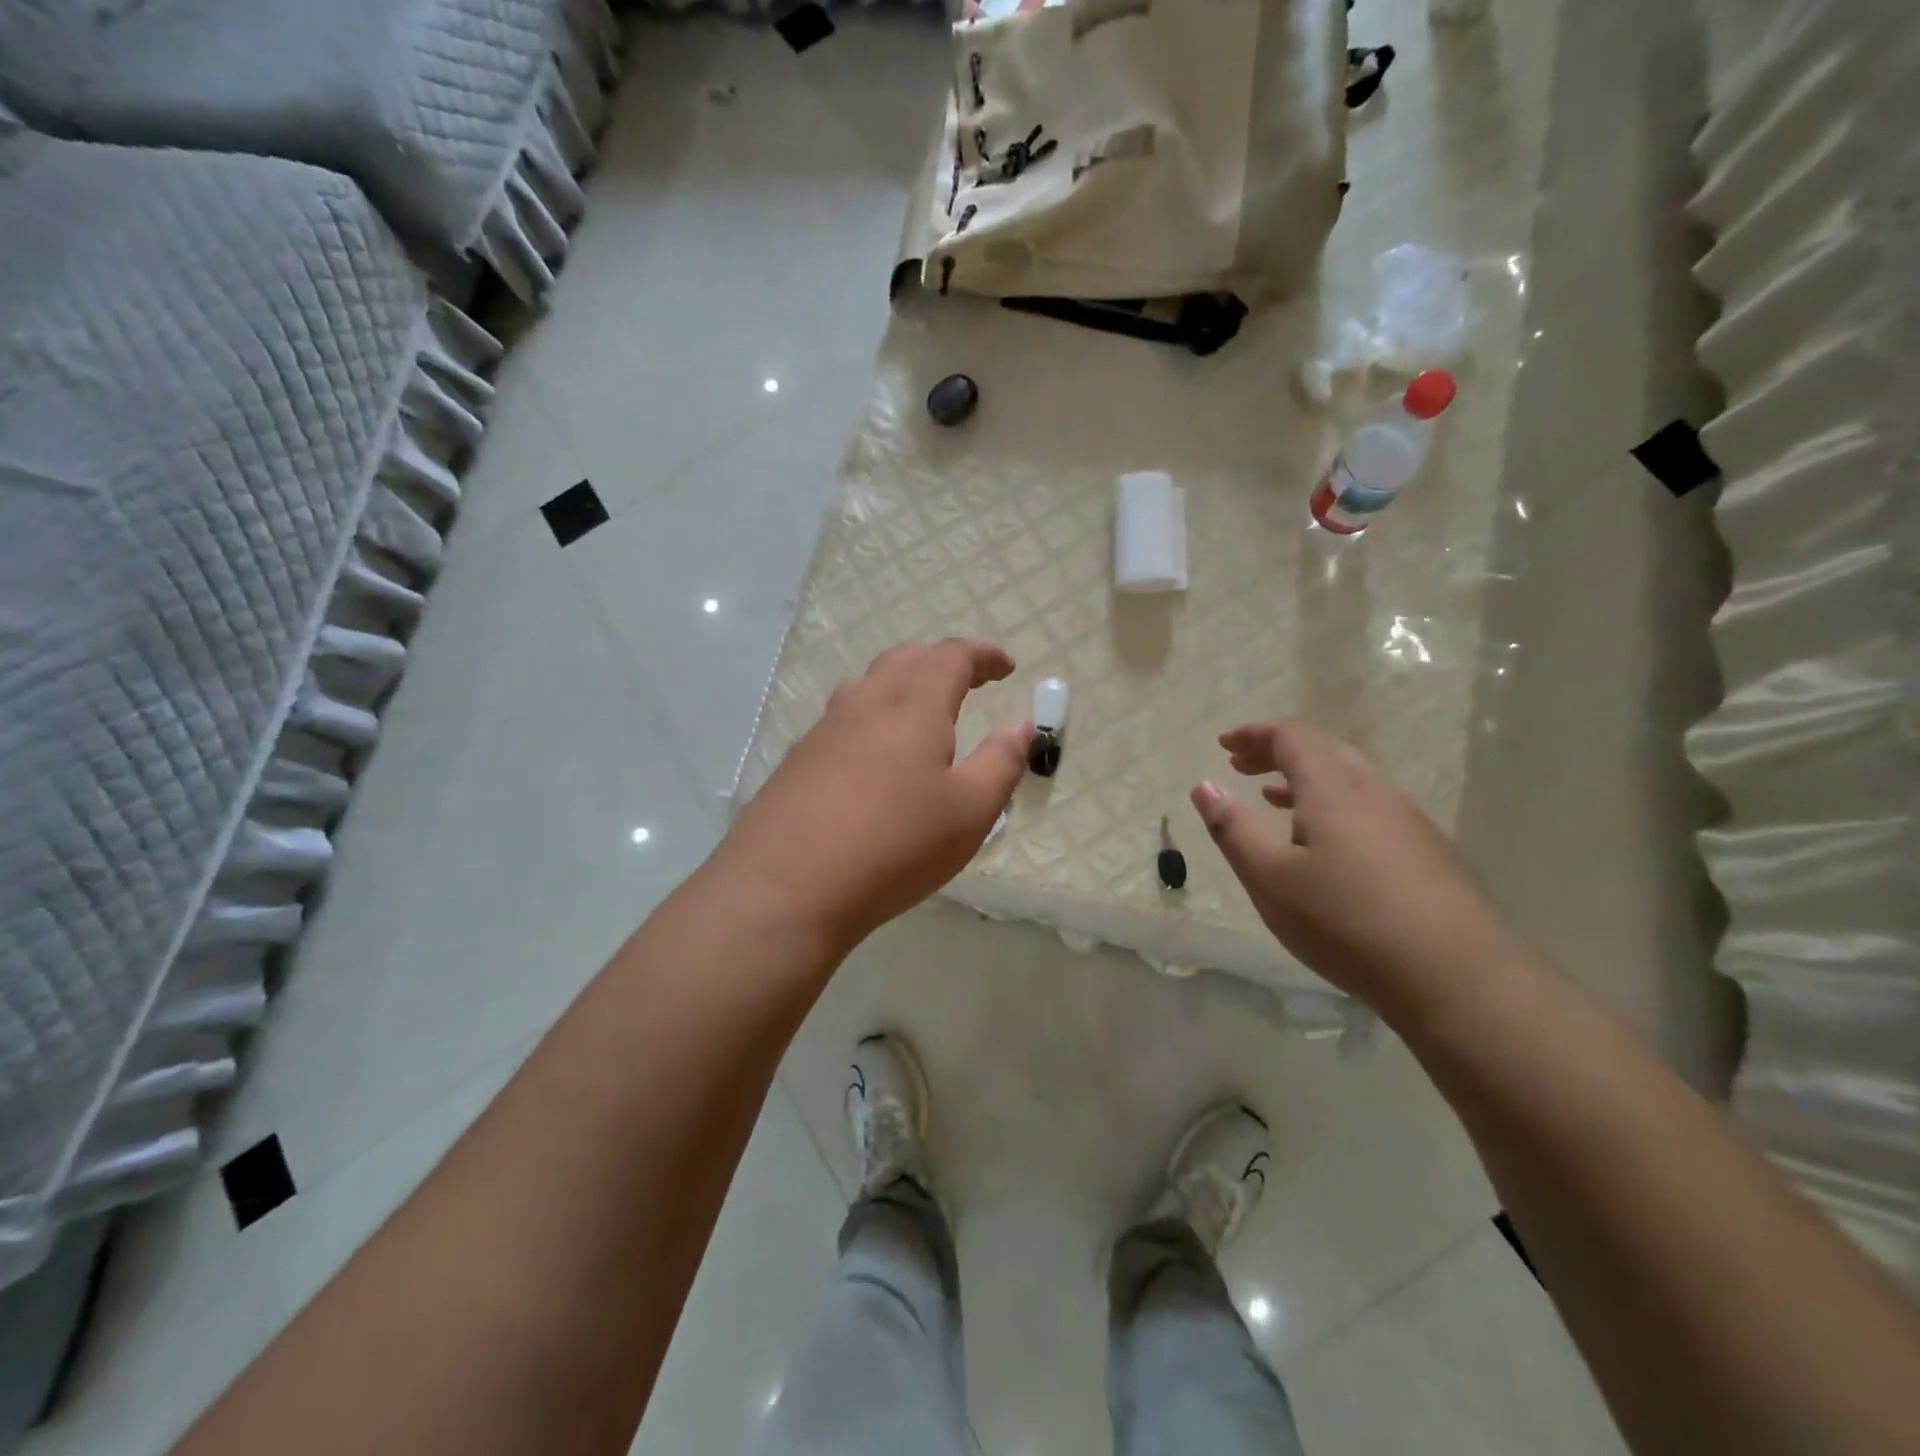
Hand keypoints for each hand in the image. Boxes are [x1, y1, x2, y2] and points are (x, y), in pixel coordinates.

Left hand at [721, 639, 1031, 949]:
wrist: (787, 886)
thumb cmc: (895, 844)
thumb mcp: (970, 811)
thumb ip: (1001, 763)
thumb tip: (1020, 728)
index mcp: (913, 706)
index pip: (951, 656)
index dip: (983, 655)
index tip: (1006, 668)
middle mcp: (866, 704)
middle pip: (905, 659)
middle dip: (942, 663)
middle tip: (968, 685)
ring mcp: (825, 730)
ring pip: (868, 685)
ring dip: (902, 685)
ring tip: (921, 715)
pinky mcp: (798, 759)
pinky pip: (843, 719)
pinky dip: (872, 718)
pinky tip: (874, 758)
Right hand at [1191, 721, 1517, 1013]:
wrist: (1459, 977)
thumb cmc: (1346, 921)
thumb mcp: (1270, 878)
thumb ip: (1233, 829)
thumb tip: (1205, 786)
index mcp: (1333, 787)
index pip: (1291, 736)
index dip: (1254, 734)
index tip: (1223, 746)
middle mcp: (1374, 790)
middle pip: (1323, 749)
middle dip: (1277, 751)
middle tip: (1241, 767)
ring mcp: (1407, 819)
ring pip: (1349, 778)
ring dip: (1304, 779)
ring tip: (1272, 798)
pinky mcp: (1426, 850)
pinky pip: (1368, 806)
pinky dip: (1331, 804)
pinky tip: (1323, 843)